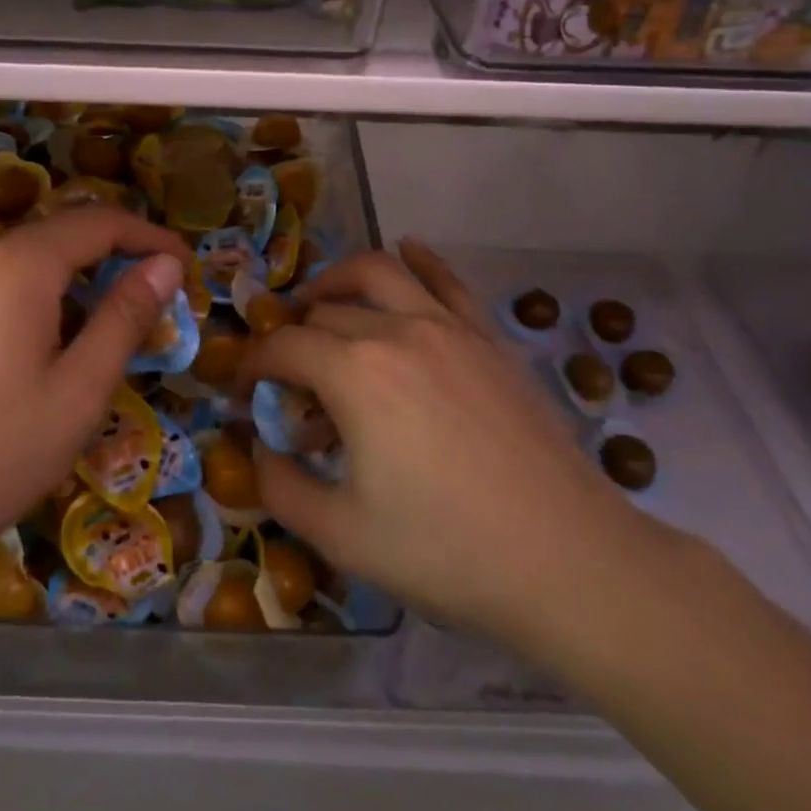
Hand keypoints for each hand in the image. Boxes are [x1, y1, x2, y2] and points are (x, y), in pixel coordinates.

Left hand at [0, 208, 192, 588]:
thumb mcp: (79, 389)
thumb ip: (125, 318)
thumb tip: (167, 266)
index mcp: (22, 264)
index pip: (102, 222)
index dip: (152, 239)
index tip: (189, 270)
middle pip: (65, 233)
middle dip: (118, 255)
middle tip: (158, 300)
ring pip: (32, 259)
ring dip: (80, 278)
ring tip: (111, 327)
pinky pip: (2, 284)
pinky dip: (44, 296)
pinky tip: (50, 346)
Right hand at [243, 239, 664, 657]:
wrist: (569, 562)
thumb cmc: (447, 551)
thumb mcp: (341, 535)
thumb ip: (281, 487)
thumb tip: (259, 449)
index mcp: (354, 373)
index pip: (282, 348)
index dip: (250, 366)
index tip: (241, 392)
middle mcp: (397, 331)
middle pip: (323, 313)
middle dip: (292, 340)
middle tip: (288, 381)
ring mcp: (449, 327)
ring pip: (378, 272)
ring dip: (337, 281)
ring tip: (321, 302)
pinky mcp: (488, 338)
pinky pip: (447, 280)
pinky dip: (419, 259)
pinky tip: (409, 247)